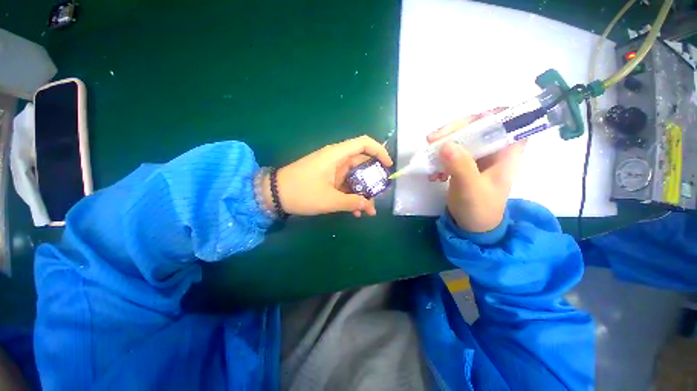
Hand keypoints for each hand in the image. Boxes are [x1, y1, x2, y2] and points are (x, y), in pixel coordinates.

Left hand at [270, 135, 392, 216]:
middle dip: (372, 180)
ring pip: (354, 177)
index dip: (379, 151)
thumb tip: (369, 205)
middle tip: (379, 196)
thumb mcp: (329, 200)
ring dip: (362, 192)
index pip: (364, 144)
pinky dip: (351, 195)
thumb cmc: (301, 192)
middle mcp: (336, 159)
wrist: (273, 195)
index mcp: (337, 156)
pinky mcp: (327, 179)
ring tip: (368, 210)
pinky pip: (344, 184)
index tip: (388, 167)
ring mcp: (331, 170)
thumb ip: (352, 202)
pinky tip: (355, 211)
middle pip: (362, 163)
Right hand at [427, 109, 525, 232]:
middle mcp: (493, 150)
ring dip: (442, 145)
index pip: (507, 120)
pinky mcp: (463, 164)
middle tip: (432, 140)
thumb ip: (461, 166)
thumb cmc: (479, 208)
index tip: (467, 122)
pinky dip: (439, 159)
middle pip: (477, 126)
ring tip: (428, 158)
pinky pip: (450, 152)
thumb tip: (445, 144)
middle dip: (454, 131)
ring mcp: (476, 156)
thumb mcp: (470, 188)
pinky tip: (433, 173)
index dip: (491, 115)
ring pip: (461, 138)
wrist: (472, 226)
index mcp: (506, 153)